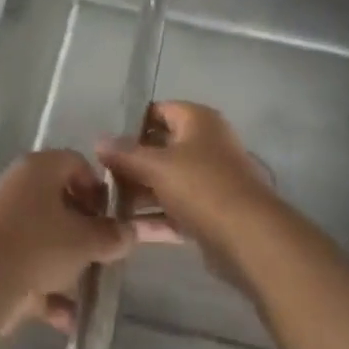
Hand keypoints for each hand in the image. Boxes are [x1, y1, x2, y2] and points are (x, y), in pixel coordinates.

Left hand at [0, 150, 136, 334]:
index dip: (98, 188)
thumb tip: (130, 232)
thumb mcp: (84, 240)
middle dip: (85, 230)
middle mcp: (18, 187)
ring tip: (90, 288)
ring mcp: (2, 222)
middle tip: (104, 252)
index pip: (76, 163)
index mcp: (39, 168)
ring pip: (45, 238)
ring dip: (69, 264)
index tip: (112, 217)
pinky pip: (28, 266)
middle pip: (60, 201)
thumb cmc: (37, 245)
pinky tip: (68, 318)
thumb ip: (111, 235)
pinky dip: (47, 290)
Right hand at [99, 102, 277, 264]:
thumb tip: (99, 140)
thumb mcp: (157, 165)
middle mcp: (206, 144)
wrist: (249, 237)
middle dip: (131, 164)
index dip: (131, 125)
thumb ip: (125, 154)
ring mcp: (210, 180)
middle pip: (161, 148)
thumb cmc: (201, 186)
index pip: (158, 111)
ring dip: (139, 194)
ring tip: (106, 207)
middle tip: (100, 179)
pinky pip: (175, 210)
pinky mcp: (211, 213)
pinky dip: (154, 218)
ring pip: (167, 182)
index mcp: (198, 121)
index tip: (105, 145)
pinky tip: (126, 230)